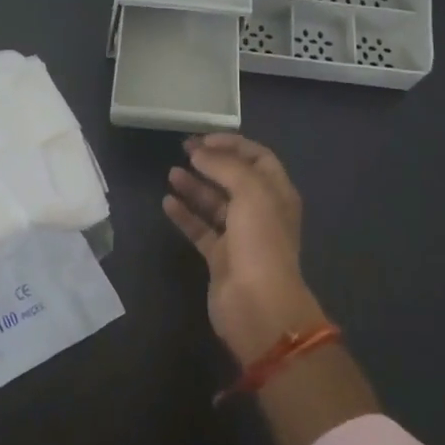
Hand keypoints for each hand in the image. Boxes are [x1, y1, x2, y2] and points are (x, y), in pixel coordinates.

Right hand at [165, 134, 326, 365]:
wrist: (257, 305)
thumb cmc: (260, 242)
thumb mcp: (250, 192)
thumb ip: (225, 166)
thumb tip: (199, 152)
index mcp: (277, 194)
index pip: (258, 158)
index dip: (233, 144)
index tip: (204, 138)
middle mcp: (261, 212)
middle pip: (234, 178)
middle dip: (211, 162)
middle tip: (183, 149)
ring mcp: (240, 236)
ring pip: (214, 203)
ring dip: (195, 186)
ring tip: (171, 173)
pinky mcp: (219, 257)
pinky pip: (200, 229)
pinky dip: (185, 215)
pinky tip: (167, 202)